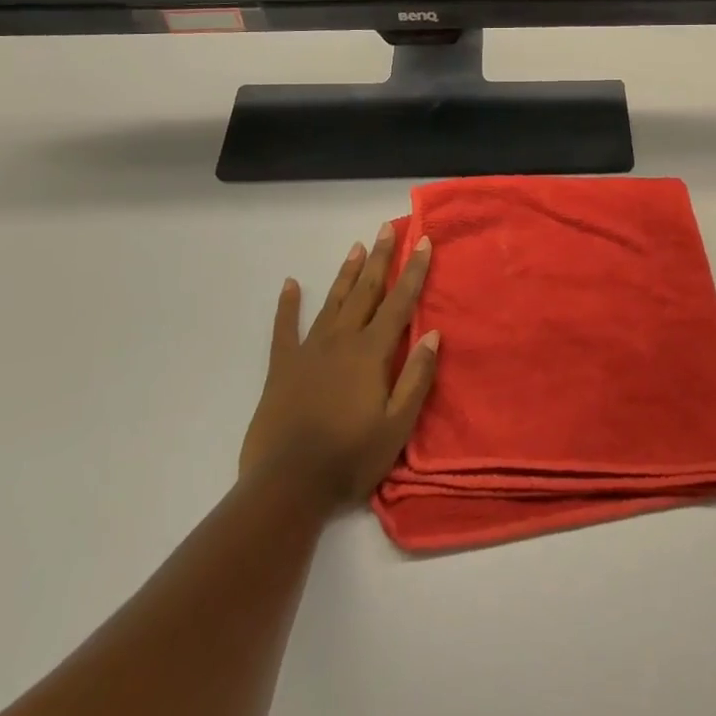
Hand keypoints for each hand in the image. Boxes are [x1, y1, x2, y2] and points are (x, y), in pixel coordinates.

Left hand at [239, 223, 440, 508]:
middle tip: (387, 229)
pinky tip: (290, 284)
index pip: (399, 303)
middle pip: (366, 291)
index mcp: (371, 353)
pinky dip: (288, 306)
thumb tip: (433, 334)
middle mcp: (341, 341)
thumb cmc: (350, 457)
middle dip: (380, 258)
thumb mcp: (397, 425)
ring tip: (357, 247)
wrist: (287, 485)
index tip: (423, 242)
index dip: (413, 271)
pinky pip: (285, 329)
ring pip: (333, 302)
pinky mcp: (282, 367)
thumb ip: (416, 377)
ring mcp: (309, 351)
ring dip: (347, 274)